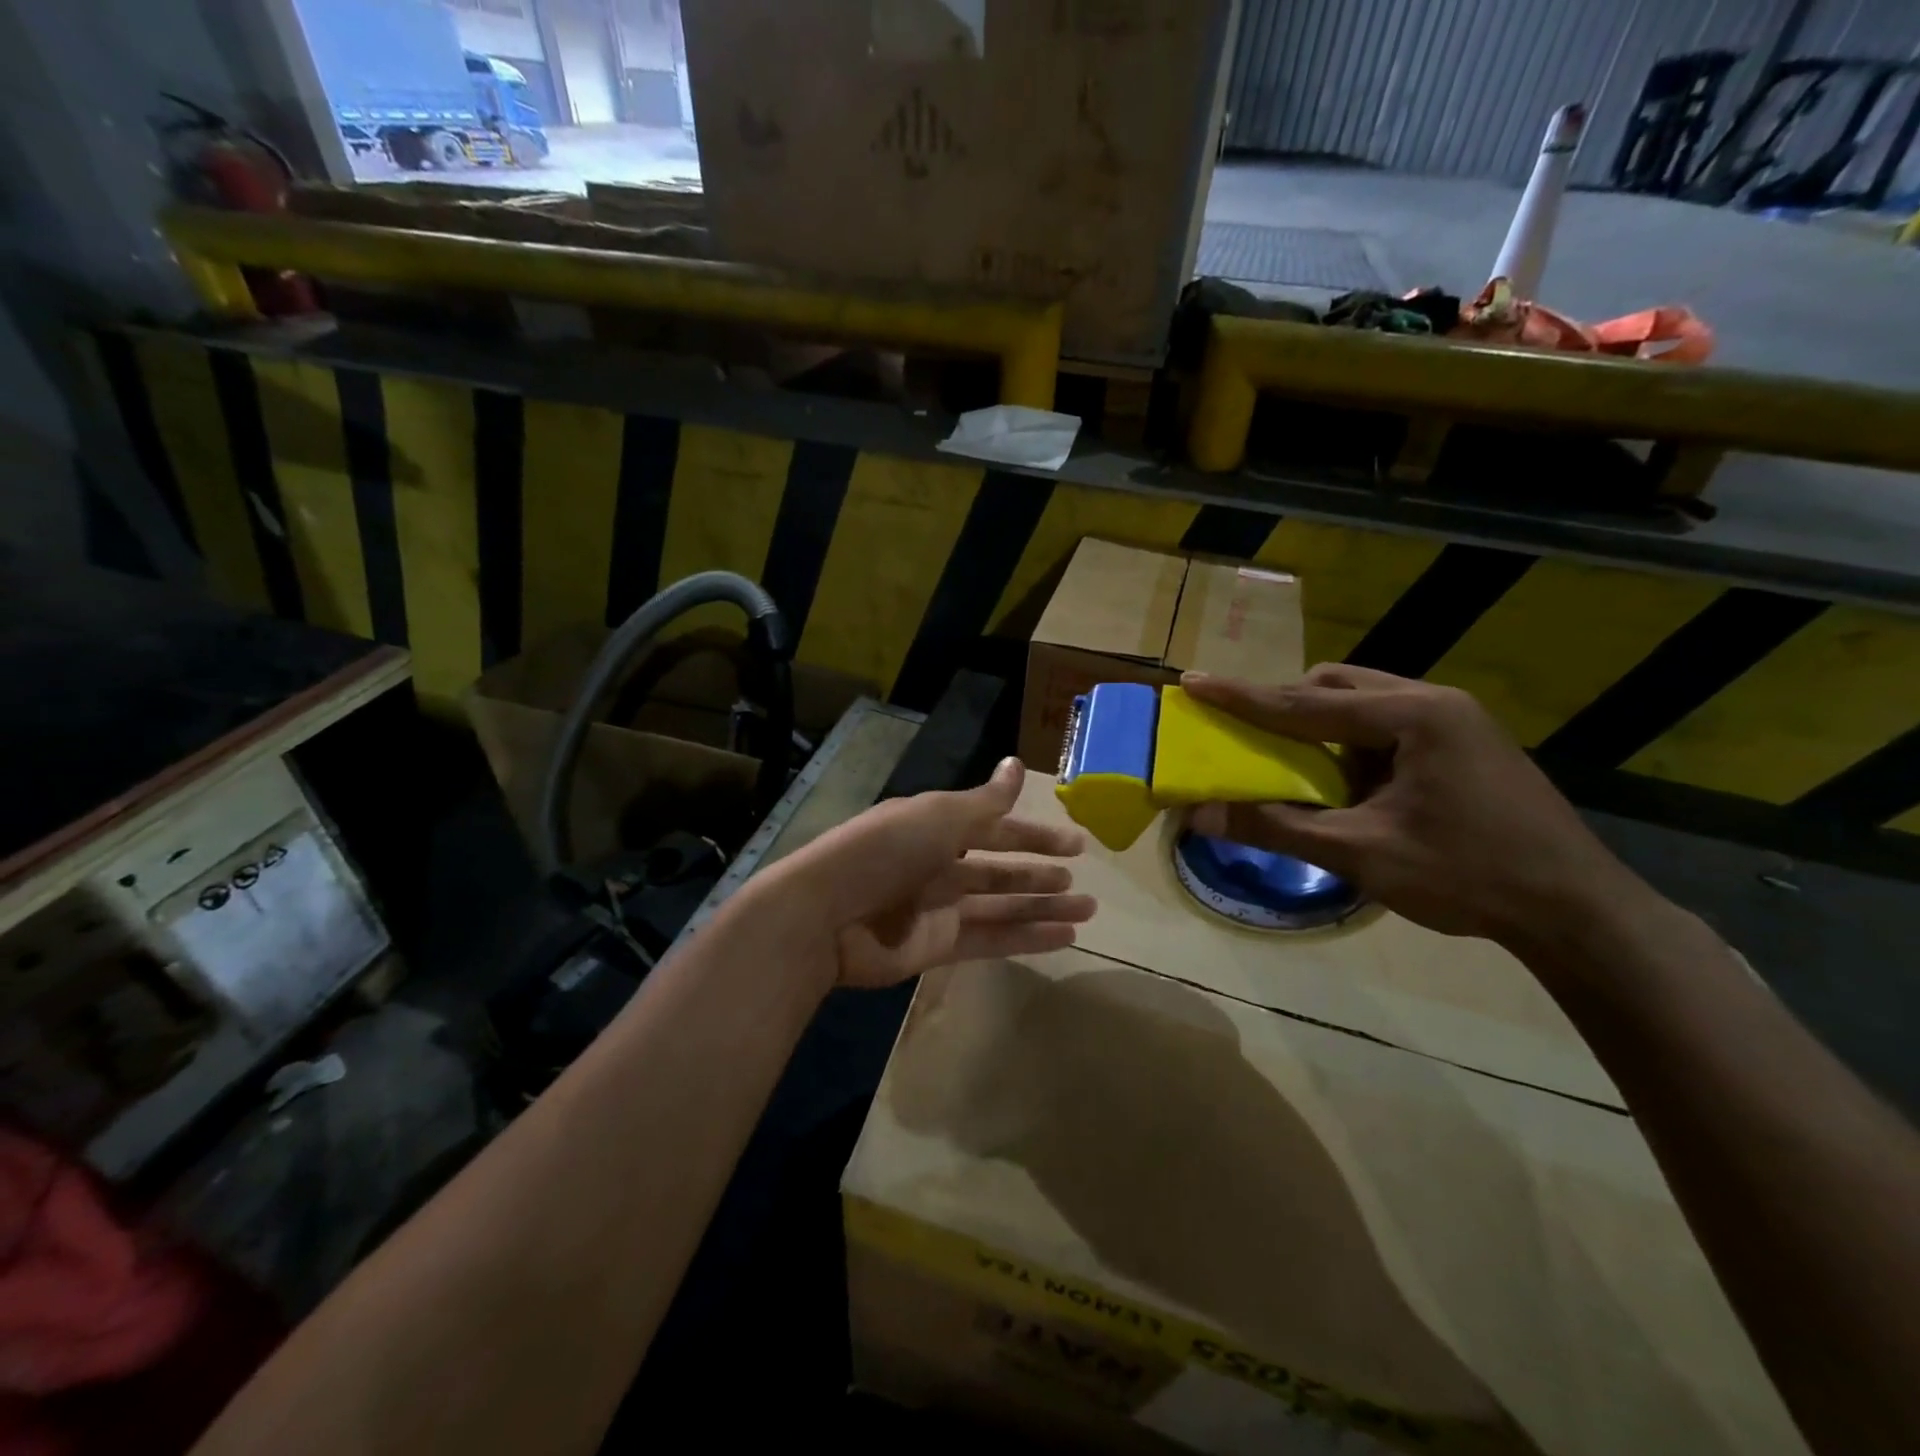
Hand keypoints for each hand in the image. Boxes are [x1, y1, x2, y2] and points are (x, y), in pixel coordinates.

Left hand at [766, 756, 1094, 989]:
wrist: (825, 915)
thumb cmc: (883, 852)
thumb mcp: (938, 817)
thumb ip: (984, 801)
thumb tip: (1017, 764)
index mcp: (935, 828)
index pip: (994, 829)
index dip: (1034, 836)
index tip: (1075, 844)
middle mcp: (938, 866)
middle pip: (1000, 870)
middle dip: (1040, 875)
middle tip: (1081, 883)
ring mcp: (938, 909)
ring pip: (1002, 906)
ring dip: (1043, 908)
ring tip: (1087, 910)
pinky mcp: (937, 947)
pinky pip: (991, 940)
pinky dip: (1027, 939)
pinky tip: (1064, 938)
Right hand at [1181, 666, 1657, 952]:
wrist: (1579, 911)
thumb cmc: (1468, 875)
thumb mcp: (1361, 854)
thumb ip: (1277, 828)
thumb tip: (1199, 815)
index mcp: (1412, 715)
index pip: (1305, 701)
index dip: (1242, 696)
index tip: (1193, 682)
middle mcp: (1434, 702)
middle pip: (1337, 685)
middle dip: (1288, 707)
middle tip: (1255, 739)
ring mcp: (1456, 721)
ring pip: (1365, 702)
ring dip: (1324, 728)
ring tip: (1305, 771)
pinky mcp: (1466, 744)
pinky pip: (1389, 726)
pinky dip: (1356, 746)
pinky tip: (1355, 788)